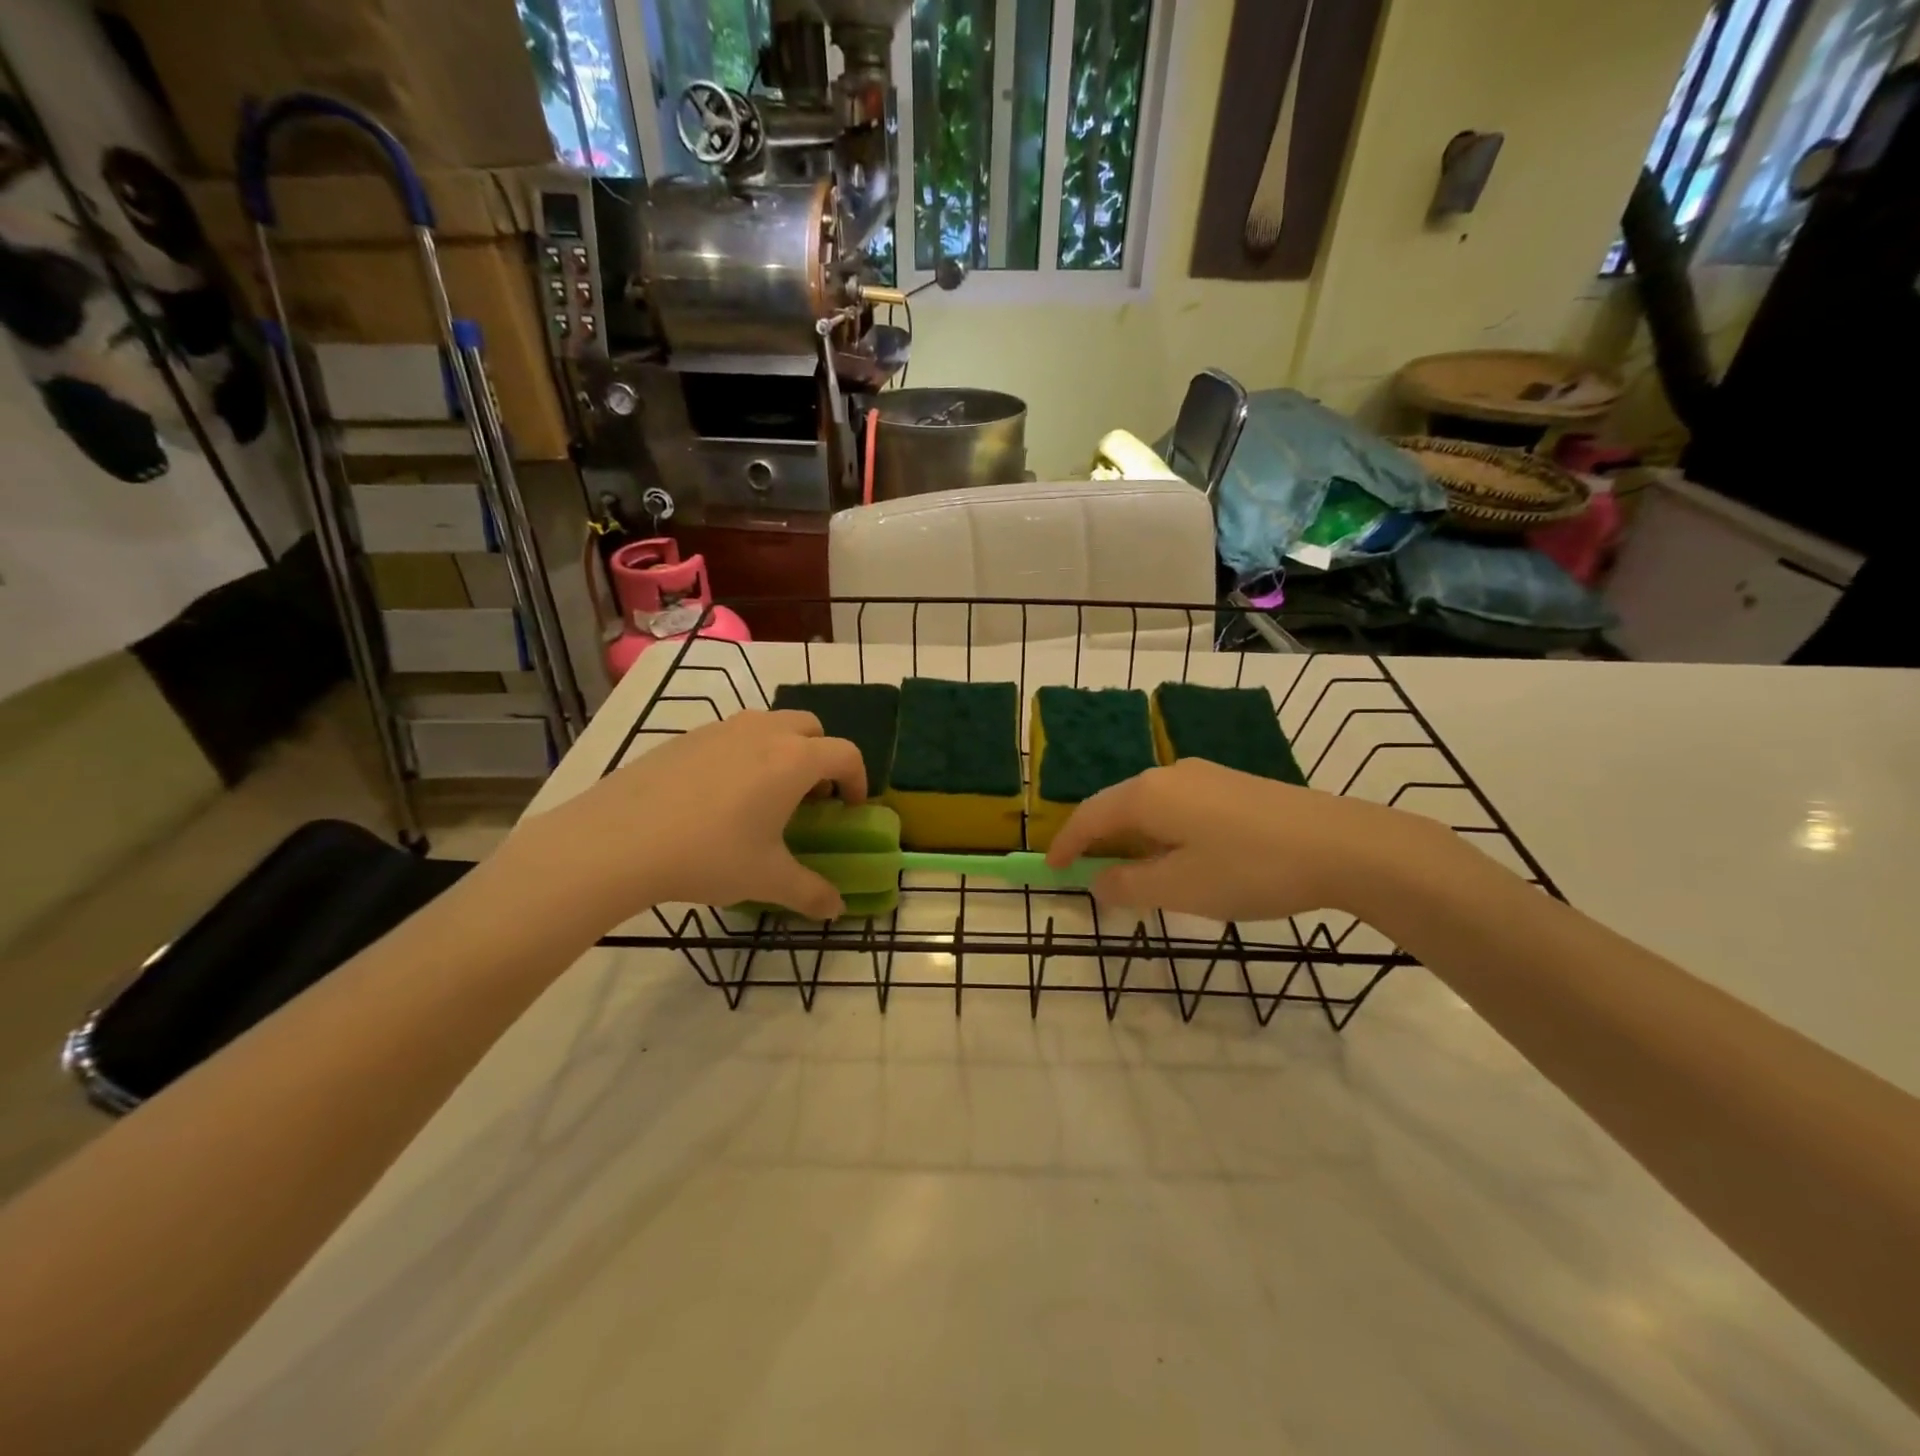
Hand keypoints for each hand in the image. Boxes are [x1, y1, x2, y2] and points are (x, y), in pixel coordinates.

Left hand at [510, 711, 865, 924]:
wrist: (617, 841)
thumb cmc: (708, 855)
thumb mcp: (766, 879)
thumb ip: (810, 892)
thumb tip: (836, 909)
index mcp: (794, 760)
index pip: (846, 754)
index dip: (857, 780)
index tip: (850, 808)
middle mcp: (764, 732)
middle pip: (811, 727)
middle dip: (822, 755)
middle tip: (810, 796)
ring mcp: (721, 729)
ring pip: (769, 724)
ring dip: (783, 749)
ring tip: (765, 793)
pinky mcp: (685, 737)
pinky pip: (731, 735)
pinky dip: (744, 753)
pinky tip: (718, 796)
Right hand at [1044, 757, 1435, 921]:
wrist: (1343, 845)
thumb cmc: (1249, 868)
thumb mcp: (1179, 888)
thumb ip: (1128, 885)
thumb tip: (1097, 882)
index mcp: (1147, 794)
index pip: (1088, 816)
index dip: (1066, 845)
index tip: (1051, 871)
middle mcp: (1169, 774)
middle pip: (1117, 806)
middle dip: (1098, 841)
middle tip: (1090, 875)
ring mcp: (1205, 775)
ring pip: (1149, 806)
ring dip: (1133, 838)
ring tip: (1135, 873)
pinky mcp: (1233, 785)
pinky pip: (1178, 806)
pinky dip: (1162, 832)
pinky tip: (1181, 857)